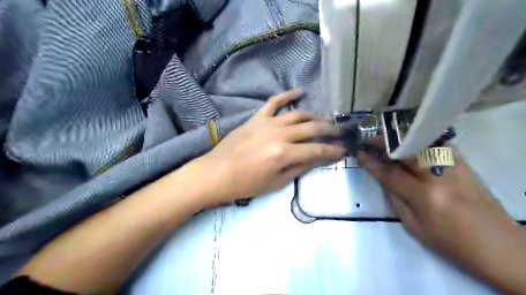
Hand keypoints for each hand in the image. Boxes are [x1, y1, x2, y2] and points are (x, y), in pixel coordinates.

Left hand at [195, 89, 347, 204]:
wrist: (217, 173)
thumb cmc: (246, 184)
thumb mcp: (276, 182)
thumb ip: (300, 168)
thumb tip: (318, 158)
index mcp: (284, 154)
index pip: (317, 150)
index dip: (333, 151)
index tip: (343, 150)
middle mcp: (279, 134)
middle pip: (312, 129)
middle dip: (330, 131)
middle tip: (340, 133)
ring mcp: (267, 123)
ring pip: (298, 114)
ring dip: (315, 116)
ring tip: (325, 120)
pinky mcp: (257, 118)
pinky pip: (274, 102)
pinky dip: (287, 95)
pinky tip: (299, 92)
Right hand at [360, 138, 525, 294]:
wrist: (500, 248)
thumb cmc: (451, 243)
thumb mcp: (414, 227)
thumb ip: (395, 200)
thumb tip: (383, 179)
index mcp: (425, 196)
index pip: (390, 173)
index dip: (371, 163)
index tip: (359, 154)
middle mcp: (439, 176)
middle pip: (405, 151)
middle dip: (383, 143)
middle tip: (368, 140)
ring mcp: (455, 167)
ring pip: (421, 144)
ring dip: (399, 140)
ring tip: (385, 140)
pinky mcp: (466, 165)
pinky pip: (438, 146)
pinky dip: (420, 142)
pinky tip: (410, 143)